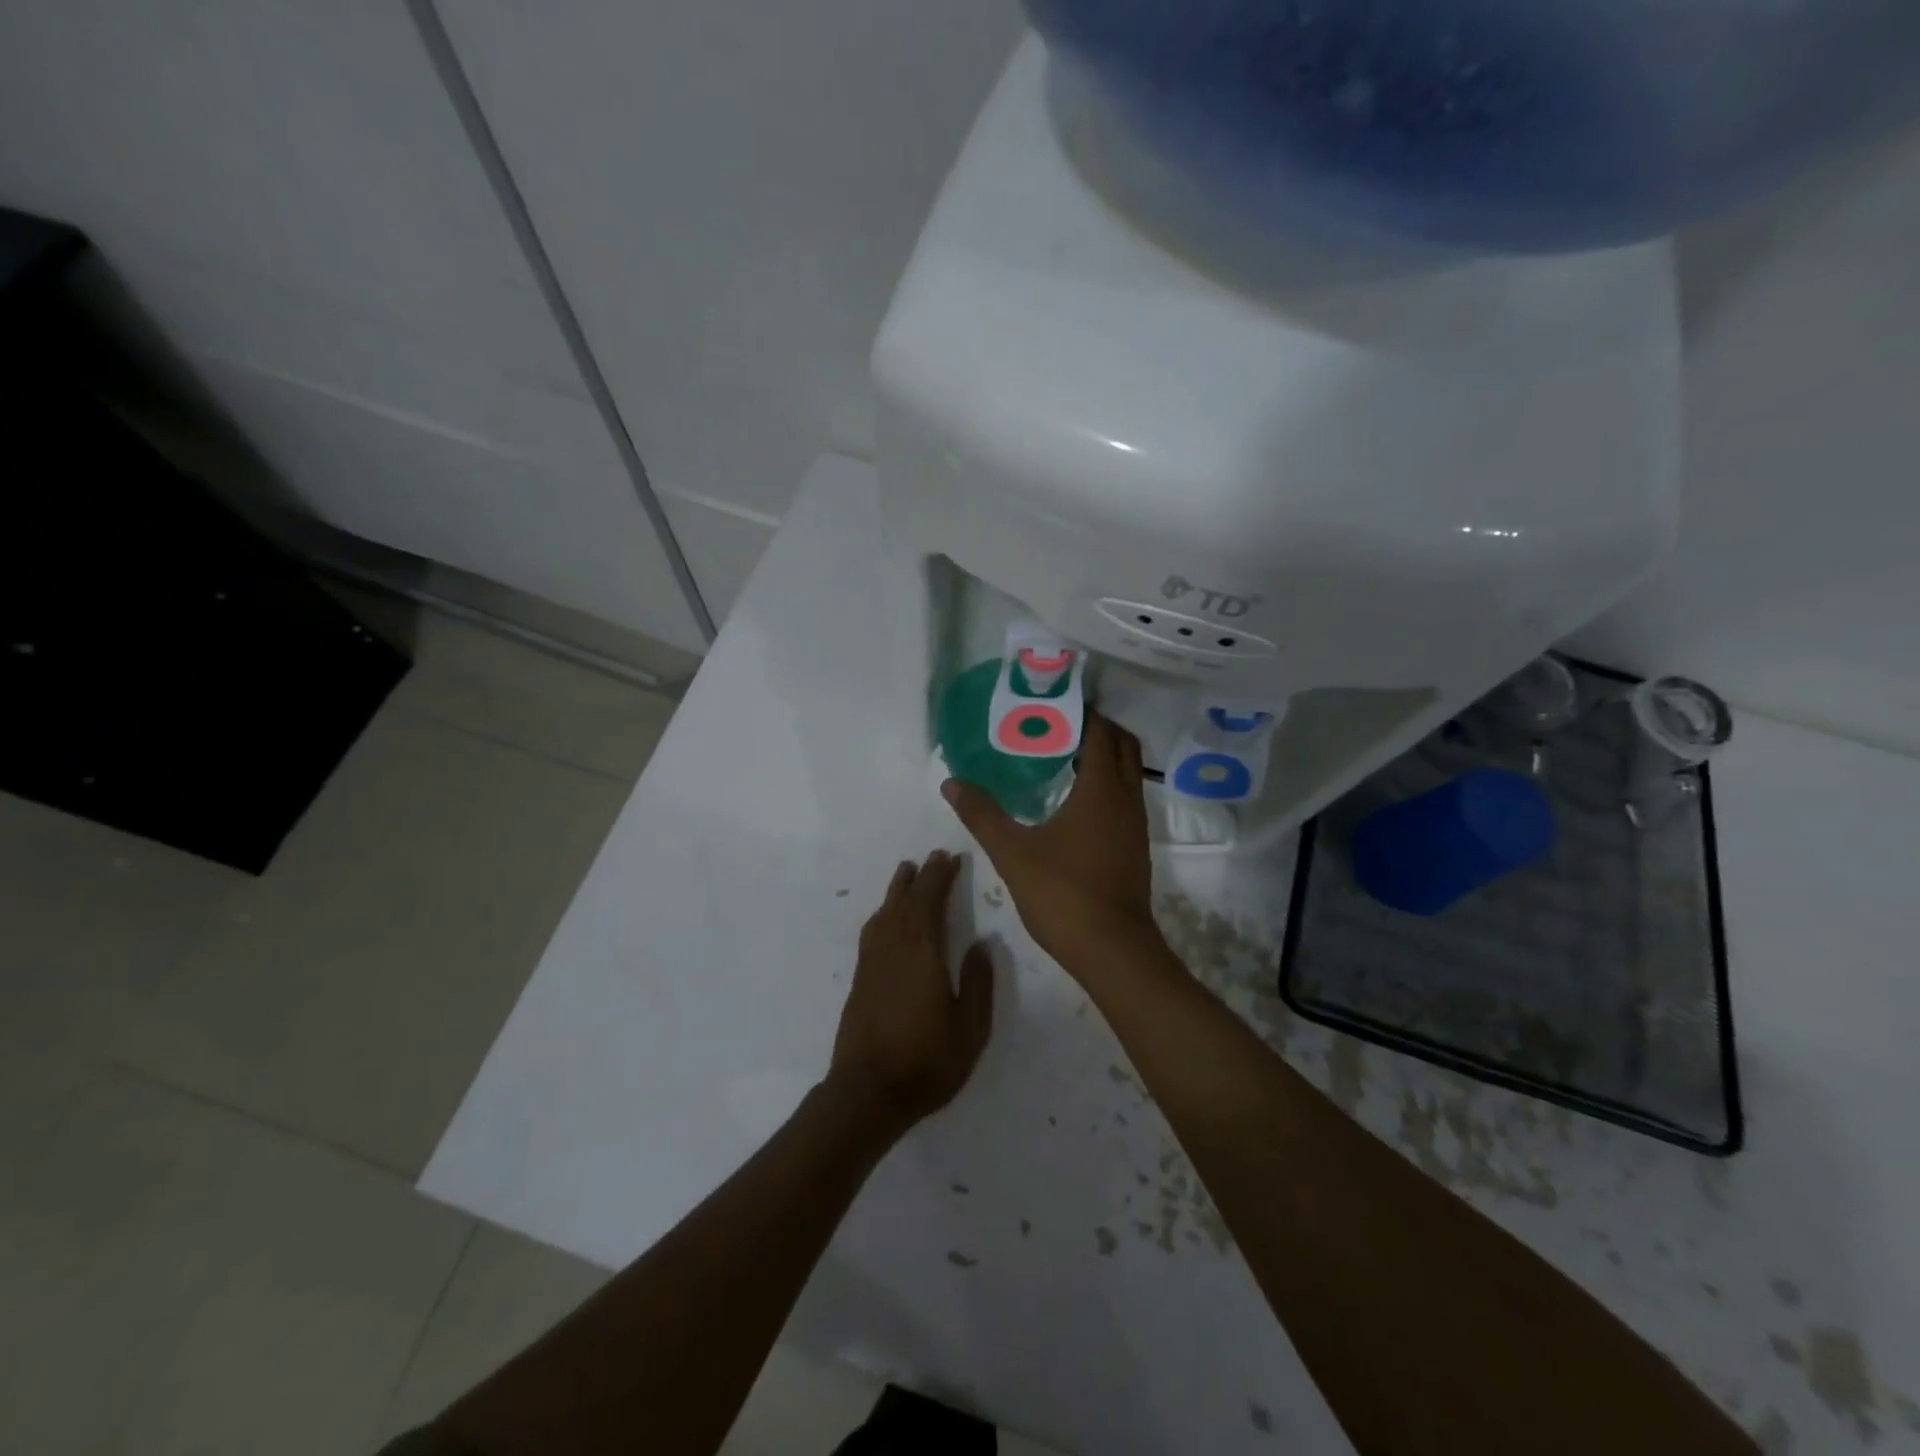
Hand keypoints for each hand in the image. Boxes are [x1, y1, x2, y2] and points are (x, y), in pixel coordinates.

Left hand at [828, 850, 994, 1137]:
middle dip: (921, 877)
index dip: (940, 877)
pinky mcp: (860, 979)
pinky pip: (872, 931)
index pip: (930, 902)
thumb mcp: (969, 1029)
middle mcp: (894, 949)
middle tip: (934, 857)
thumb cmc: (926, 1062)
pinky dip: (882, 913)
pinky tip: (885, 916)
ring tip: (906, 871)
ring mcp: (872, 963)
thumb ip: (977, 983)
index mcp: (922, 954)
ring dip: (897, 890)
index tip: (950, 857)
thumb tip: (981, 943)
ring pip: (885, 913)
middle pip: (906, 902)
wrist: (867, 1093)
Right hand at [941, 713, 1162, 973]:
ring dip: (1103, 757)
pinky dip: (1106, 784)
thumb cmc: (1063, 893)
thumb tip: (952, 782)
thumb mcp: (1012, 852)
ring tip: (1062, 755)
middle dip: (1096, 728)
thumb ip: (982, 814)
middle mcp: (1126, 799)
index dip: (1081, 712)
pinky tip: (1074, 800)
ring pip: (1128, 773)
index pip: (1100, 732)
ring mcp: (1135, 824)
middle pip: (1122, 746)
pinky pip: (1125, 797)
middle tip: (1057, 725)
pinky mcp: (1135, 846)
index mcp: (1101, 790)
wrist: (1112, 950)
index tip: (1052, 704)